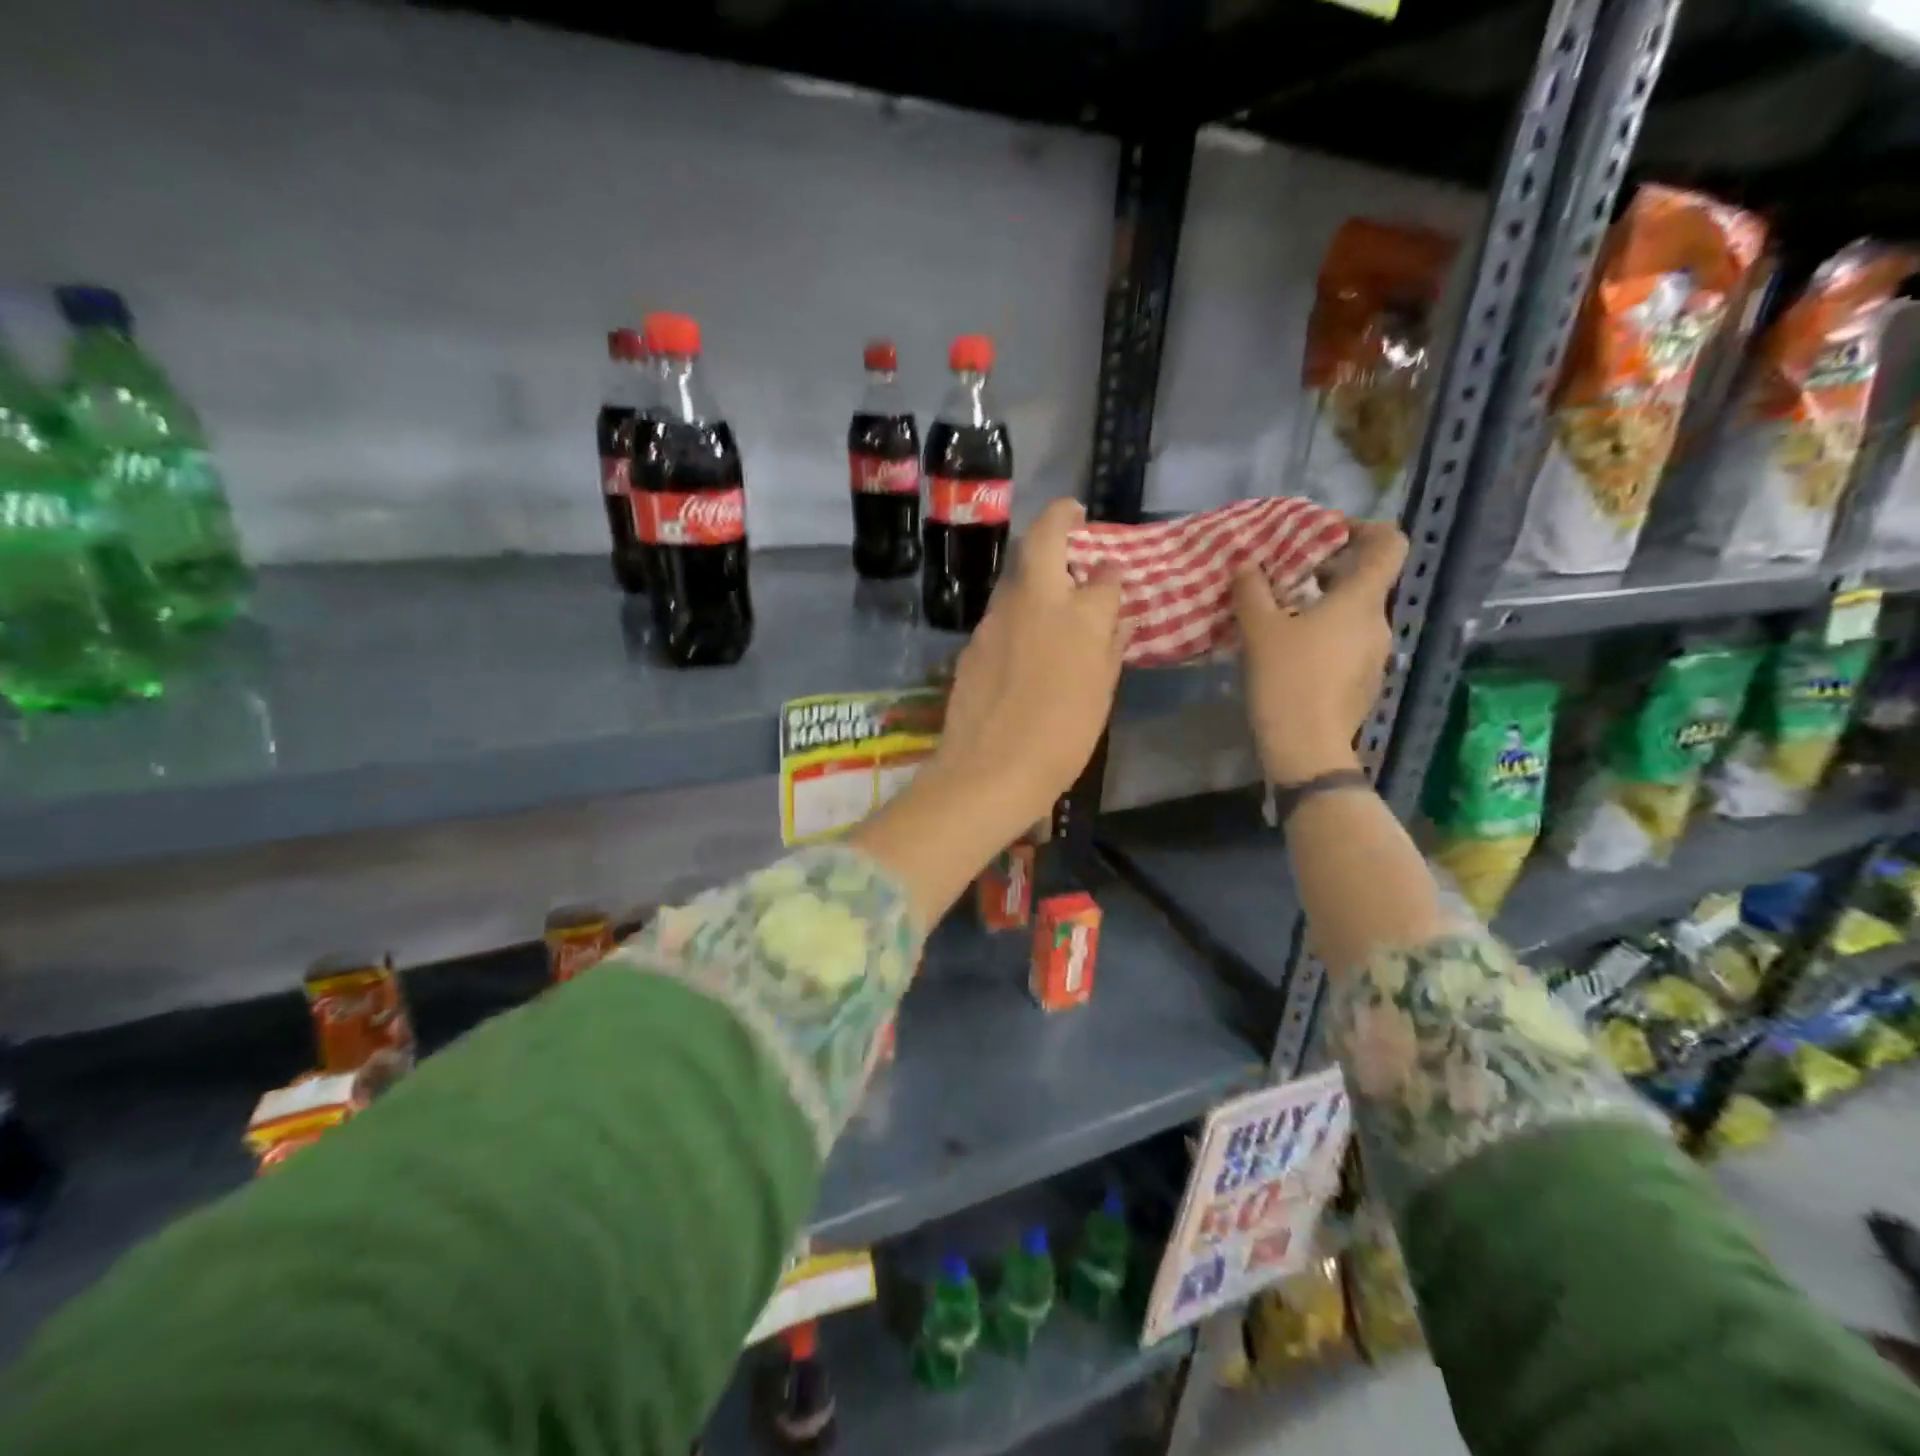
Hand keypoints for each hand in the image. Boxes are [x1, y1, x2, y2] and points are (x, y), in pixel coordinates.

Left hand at [850, 500, 1128, 929]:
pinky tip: (1024, 639)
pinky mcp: (973, 641)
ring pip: (1017, 576)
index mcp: (1079, 615)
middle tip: (1072, 516)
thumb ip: (1111, 648)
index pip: (1104, 576)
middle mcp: (1036, 602)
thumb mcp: (1100, 696)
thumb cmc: (1061, 739)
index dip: (1111, 575)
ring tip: (1052, 593)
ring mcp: (997, 618)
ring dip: (1035, 570)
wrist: (990, 771)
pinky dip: (1017, 611)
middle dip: (1060, 517)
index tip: (1113, 580)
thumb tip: (1118, 619)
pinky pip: (1001, 613)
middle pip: (1044, 539)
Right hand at [1232, 520, 1406, 783]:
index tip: (1326, 534)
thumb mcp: (1259, 629)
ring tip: (1282, 615)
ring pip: (1355, 614)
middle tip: (1286, 576)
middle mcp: (1379, 622)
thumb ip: (1252, 589)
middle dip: (1328, 570)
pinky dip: (1326, 635)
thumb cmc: (1287, 678)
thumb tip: (1246, 563)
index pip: (1390, 544)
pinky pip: (1349, 643)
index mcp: (1361, 600)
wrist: (1306, 746)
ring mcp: (1377, 655)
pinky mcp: (1365, 681)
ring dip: (1324, 606)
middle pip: (1366, 580)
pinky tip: (1292, 653)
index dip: (1364, 528)